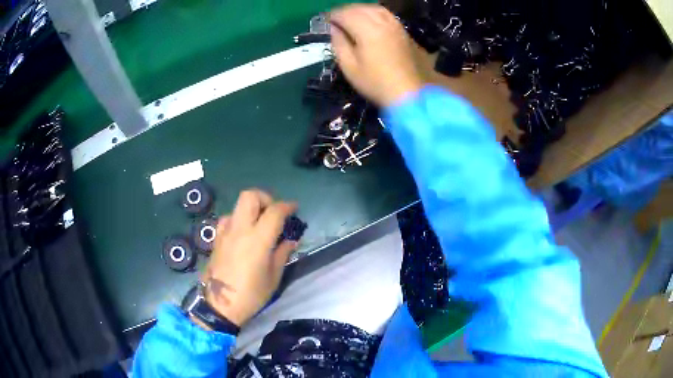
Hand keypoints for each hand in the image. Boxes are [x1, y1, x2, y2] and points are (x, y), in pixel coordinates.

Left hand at [201, 189, 297, 326]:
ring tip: (259, 224)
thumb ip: (282, 254)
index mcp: (258, 239)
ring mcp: (225, 233)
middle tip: (273, 212)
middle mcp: (240, 229)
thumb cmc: (251, 294)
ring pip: (237, 206)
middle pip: (250, 196)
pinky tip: (243, 234)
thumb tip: (291, 240)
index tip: (294, 208)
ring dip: (251, 209)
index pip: (274, 211)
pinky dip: (238, 220)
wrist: (220, 305)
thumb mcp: (273, 277)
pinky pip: (227, 219)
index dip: (287, 206)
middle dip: (265, 198)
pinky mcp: (216, 239)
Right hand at [330, 4, 423, 107]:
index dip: (333, 16)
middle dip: (346, 11)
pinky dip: (375, 14)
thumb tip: (334, 29)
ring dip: (361, 10)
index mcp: (366, 30)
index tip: (326, 22)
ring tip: (353, 18)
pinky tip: (371, 22)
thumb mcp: (349, 67)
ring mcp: (396, 26)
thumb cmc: (376, 83)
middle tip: (337, 19)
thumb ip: (339, 43)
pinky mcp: (404, 32)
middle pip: (360, 8)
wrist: (410, 93)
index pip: (345, 14)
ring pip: (375, 9)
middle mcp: (382, 22)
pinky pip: (387, 15)